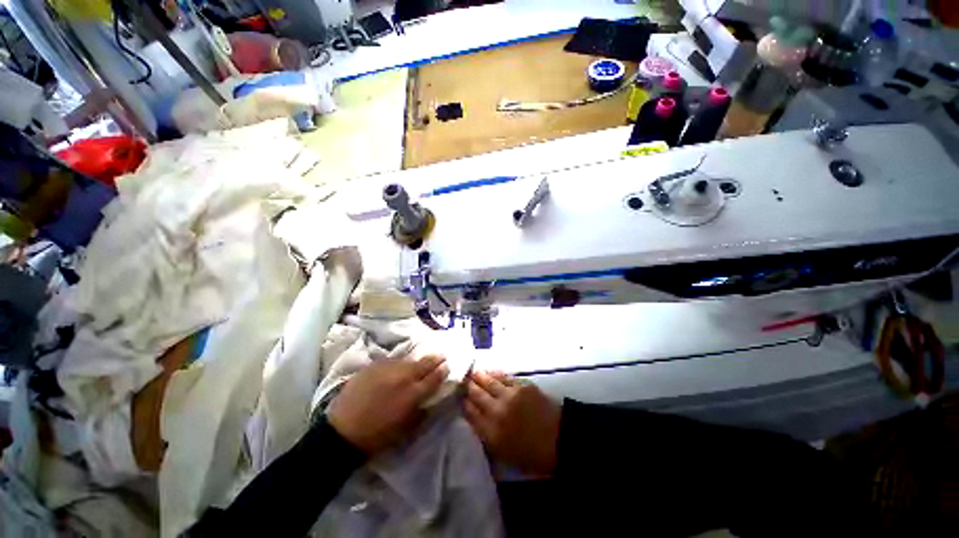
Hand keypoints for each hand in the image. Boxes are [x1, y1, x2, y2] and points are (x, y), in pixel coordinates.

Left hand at [328, 355, 447, 454]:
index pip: (435, 377)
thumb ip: (421, 411)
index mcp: (413, 393)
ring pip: (408, 360)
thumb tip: (430, 401)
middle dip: (435, 359)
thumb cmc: (377, 436)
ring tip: (417, 364)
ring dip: (415, 362)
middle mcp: (404, 376)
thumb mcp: (406, 429)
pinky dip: (398, 364)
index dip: (443, 370)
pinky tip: (396, 368)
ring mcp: (388, 368)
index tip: (447, 365)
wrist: (342, 431)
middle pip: (425, 362)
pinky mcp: (374, 365)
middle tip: (440, 356)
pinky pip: (392, 361)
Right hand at [464, 370, 561, 475]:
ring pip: (488, 382)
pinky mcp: (522, 386)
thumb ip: (486, 435)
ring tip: (472, 371)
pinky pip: (504, 377)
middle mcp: (497, 411)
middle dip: (468, 386)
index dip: (463, 402)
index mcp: (491, 433)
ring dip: (479, 376)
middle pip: (476, 394)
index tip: (459, 396)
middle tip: (462, 379)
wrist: (560, 440)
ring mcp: (510, 396)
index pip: (470, 413)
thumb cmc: (531, 454)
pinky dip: (495, 374)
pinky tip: (490, 371)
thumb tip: (473, 418)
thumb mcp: (504, 453)